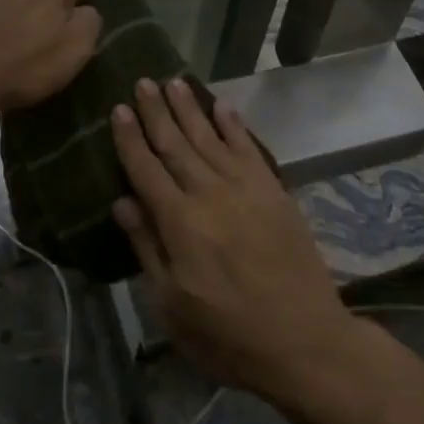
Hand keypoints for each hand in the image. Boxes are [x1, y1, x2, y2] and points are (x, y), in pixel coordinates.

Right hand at [111, 78, 358, 401]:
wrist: (305, 342)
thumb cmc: (228, 336)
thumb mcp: (172, 306)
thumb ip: (148, 248)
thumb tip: (122, 201)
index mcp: (181, 223)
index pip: (147, 169)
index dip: (130, 138)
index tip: (118, 109)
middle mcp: (210, 194)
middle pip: (176, 144)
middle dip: (157, 111)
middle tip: (143, 81)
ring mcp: (246, 189)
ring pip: (210, 138)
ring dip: (190, 108)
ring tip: (174, 81)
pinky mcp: (274, 192)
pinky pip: (249, 148)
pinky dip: (234, 125)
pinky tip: (222, 106)